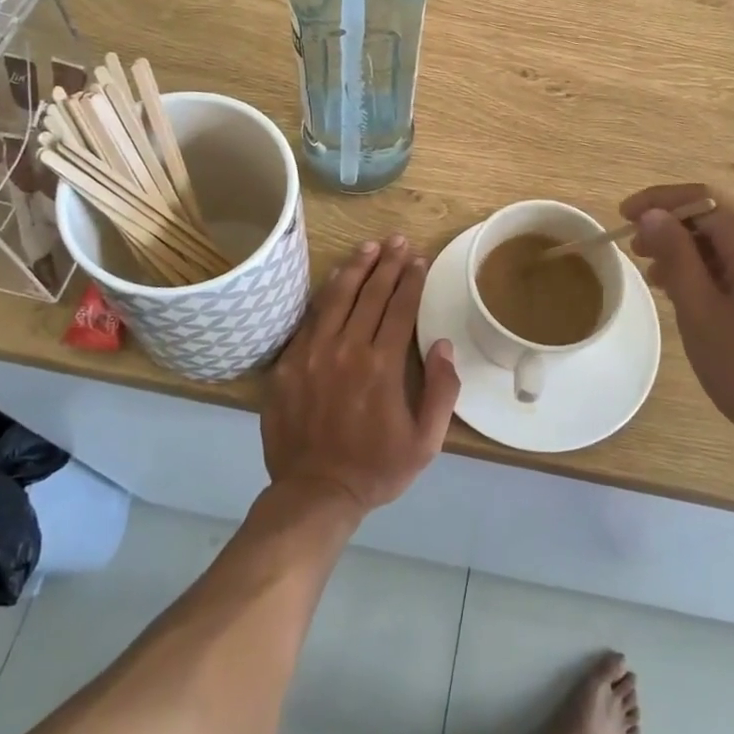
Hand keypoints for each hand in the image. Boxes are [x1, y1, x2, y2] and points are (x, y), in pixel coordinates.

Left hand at [263, 237, 459, 515]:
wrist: (315, 492)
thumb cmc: (376, 468)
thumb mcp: (426, 441)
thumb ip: (442, 391)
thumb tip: (444, 345)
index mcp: (382, 366)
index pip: (400, 308)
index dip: (411, 280)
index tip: (419, 259)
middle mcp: (348, 349)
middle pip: (371, 294)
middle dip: (388, 263)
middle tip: (398, 240)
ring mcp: (314, 354)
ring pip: (337, 298)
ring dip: (355, 268)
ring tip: (369, 247)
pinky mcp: (289, 364)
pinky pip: (309, 319)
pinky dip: (324, 295)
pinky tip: (334, 280)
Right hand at [622, 185, 733, 466]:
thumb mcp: (701, 313)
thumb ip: (676, 256)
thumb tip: (654, 215)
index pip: (703, 199)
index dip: (659, 202)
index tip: (623, 216)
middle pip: (722, 219)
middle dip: (675, 230)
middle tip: (637, 253)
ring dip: (695, 255)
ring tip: (660, 280)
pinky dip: (719, 273)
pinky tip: (698, 298)